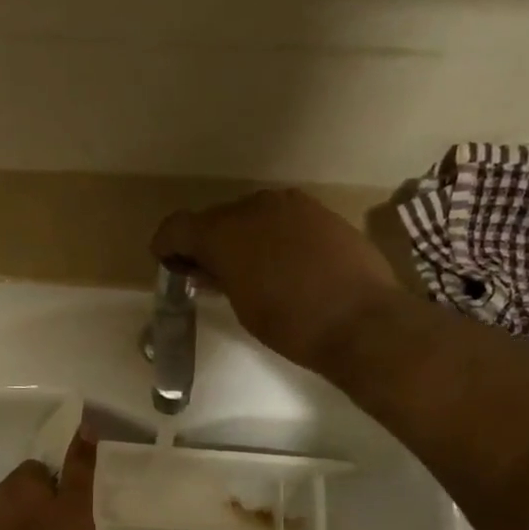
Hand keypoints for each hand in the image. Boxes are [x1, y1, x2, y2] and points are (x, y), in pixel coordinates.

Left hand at [0, 429, 98, 529]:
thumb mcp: (76, 504)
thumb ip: (80, 467)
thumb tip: (85, 425)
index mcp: (22, 477)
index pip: (42, 468)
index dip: (60, 485)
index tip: (72, 506)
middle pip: (26, 490)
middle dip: (42, 504)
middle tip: (65, 528)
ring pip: (14, 512)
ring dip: (29, 523)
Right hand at [152, 189, 399, 376]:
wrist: (361, 320)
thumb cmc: (291, 324)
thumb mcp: (242, 306)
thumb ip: (218, 278)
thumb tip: (205, 269)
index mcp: (225, 231)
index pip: (178, 227)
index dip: (167, 246)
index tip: (168, 265)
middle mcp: (254, 207)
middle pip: (215, 218)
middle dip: (206, 243)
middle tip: (208, 274)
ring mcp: (290, 205)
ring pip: (249, 216)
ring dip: (240, 238)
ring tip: (247, 271)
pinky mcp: (319, 212)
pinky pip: (280, 219)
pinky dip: (270, 236)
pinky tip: (281, 264)